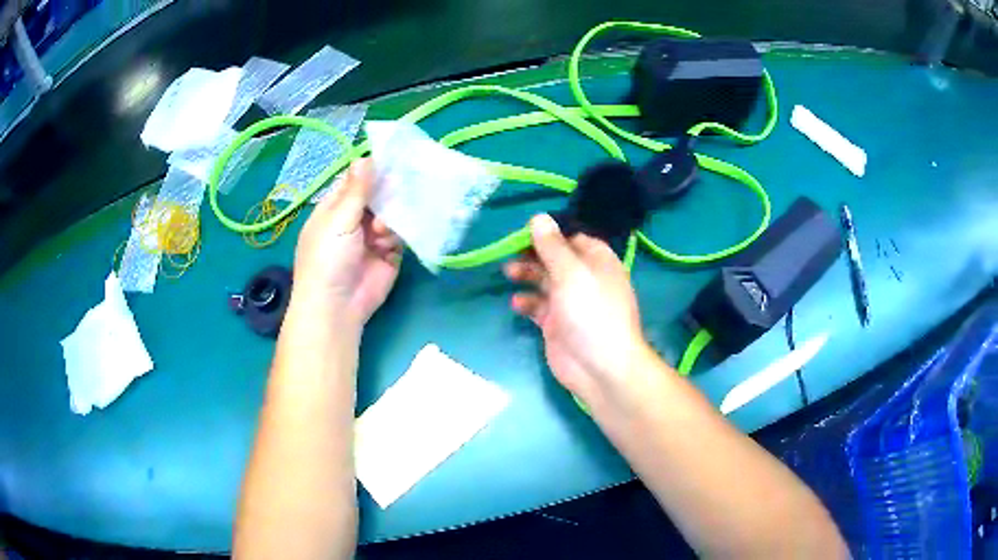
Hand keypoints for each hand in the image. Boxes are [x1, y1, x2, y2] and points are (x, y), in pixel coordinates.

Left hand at [291, 159, 401, 331]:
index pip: (355, 182)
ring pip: (391, 214)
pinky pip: (400, 236)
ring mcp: (372, 238)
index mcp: (334, 209)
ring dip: (390, 218)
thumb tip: (365, 157)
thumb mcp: (338, 218)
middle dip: (387, 193)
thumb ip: (357, 190)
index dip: (371, 171)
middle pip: (377, 197)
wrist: (336, 306)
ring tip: (381, 231)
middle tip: (399, 186)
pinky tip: (389, 241)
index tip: (392, 159)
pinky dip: (399, 235)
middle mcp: (354, 220)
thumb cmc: (328, 257)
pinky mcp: (389, 255)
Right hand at [504, 214, 652, 405]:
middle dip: (533, 254)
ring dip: (527, 275)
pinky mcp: (557, 324)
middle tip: (510, 253)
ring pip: (544, 281)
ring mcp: (570, 303)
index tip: (524, 231)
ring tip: (509, 274)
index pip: (572, 238)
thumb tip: (538, 217)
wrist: (600, 367)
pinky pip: (538, 307)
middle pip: (555, 259)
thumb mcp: (571, 273)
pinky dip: (527, 302)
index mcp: (597, 261)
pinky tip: (517, 304)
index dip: (549, 234)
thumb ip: (552, 246)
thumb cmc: (590, 312)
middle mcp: (584, 278)